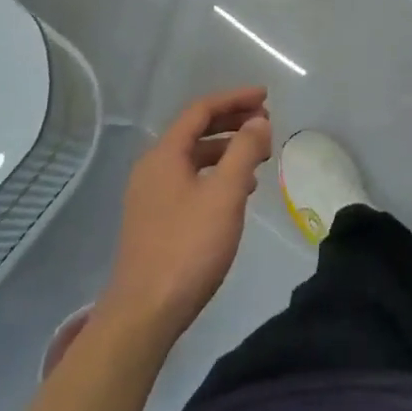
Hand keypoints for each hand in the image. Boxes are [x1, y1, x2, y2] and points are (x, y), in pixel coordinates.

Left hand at [98, 88, 273, 342]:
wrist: (145, 313)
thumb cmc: (188, 247)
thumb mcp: (225, 194)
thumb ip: (244, 151)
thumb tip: (258, 121)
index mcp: (164, 154)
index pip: (201, 110)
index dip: (235, 99)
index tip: (266, 97)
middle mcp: (153, 167)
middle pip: (196, 130)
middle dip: (233, 122)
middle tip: (266, 123)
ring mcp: (151, 195)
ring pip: (194, 157)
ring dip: (227, 150)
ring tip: (259, 158)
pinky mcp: (155, 219)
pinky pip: (190, 180)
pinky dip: (216, 174)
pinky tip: (238, 192)